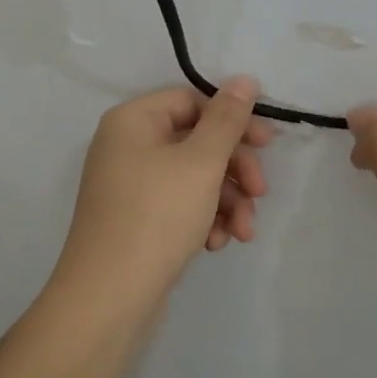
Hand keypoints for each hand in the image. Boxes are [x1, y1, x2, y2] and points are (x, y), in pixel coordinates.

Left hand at [54, 79, 274, 314]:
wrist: (109, 298)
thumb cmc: (156, 217)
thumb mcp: (201, 162)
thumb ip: (227, 119)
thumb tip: (245, 79)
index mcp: (132, 121)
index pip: (191, 101)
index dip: (233, 119)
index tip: (267, 145)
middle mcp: (126, 147)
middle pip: (195, 141)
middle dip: (234, 169)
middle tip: (260, 192)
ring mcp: (130, 186)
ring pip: (193, 178)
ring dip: (226, 201)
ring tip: (243, 232)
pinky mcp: (137, 221)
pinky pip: (179, 206)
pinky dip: (204, 220)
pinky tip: (216, 244)